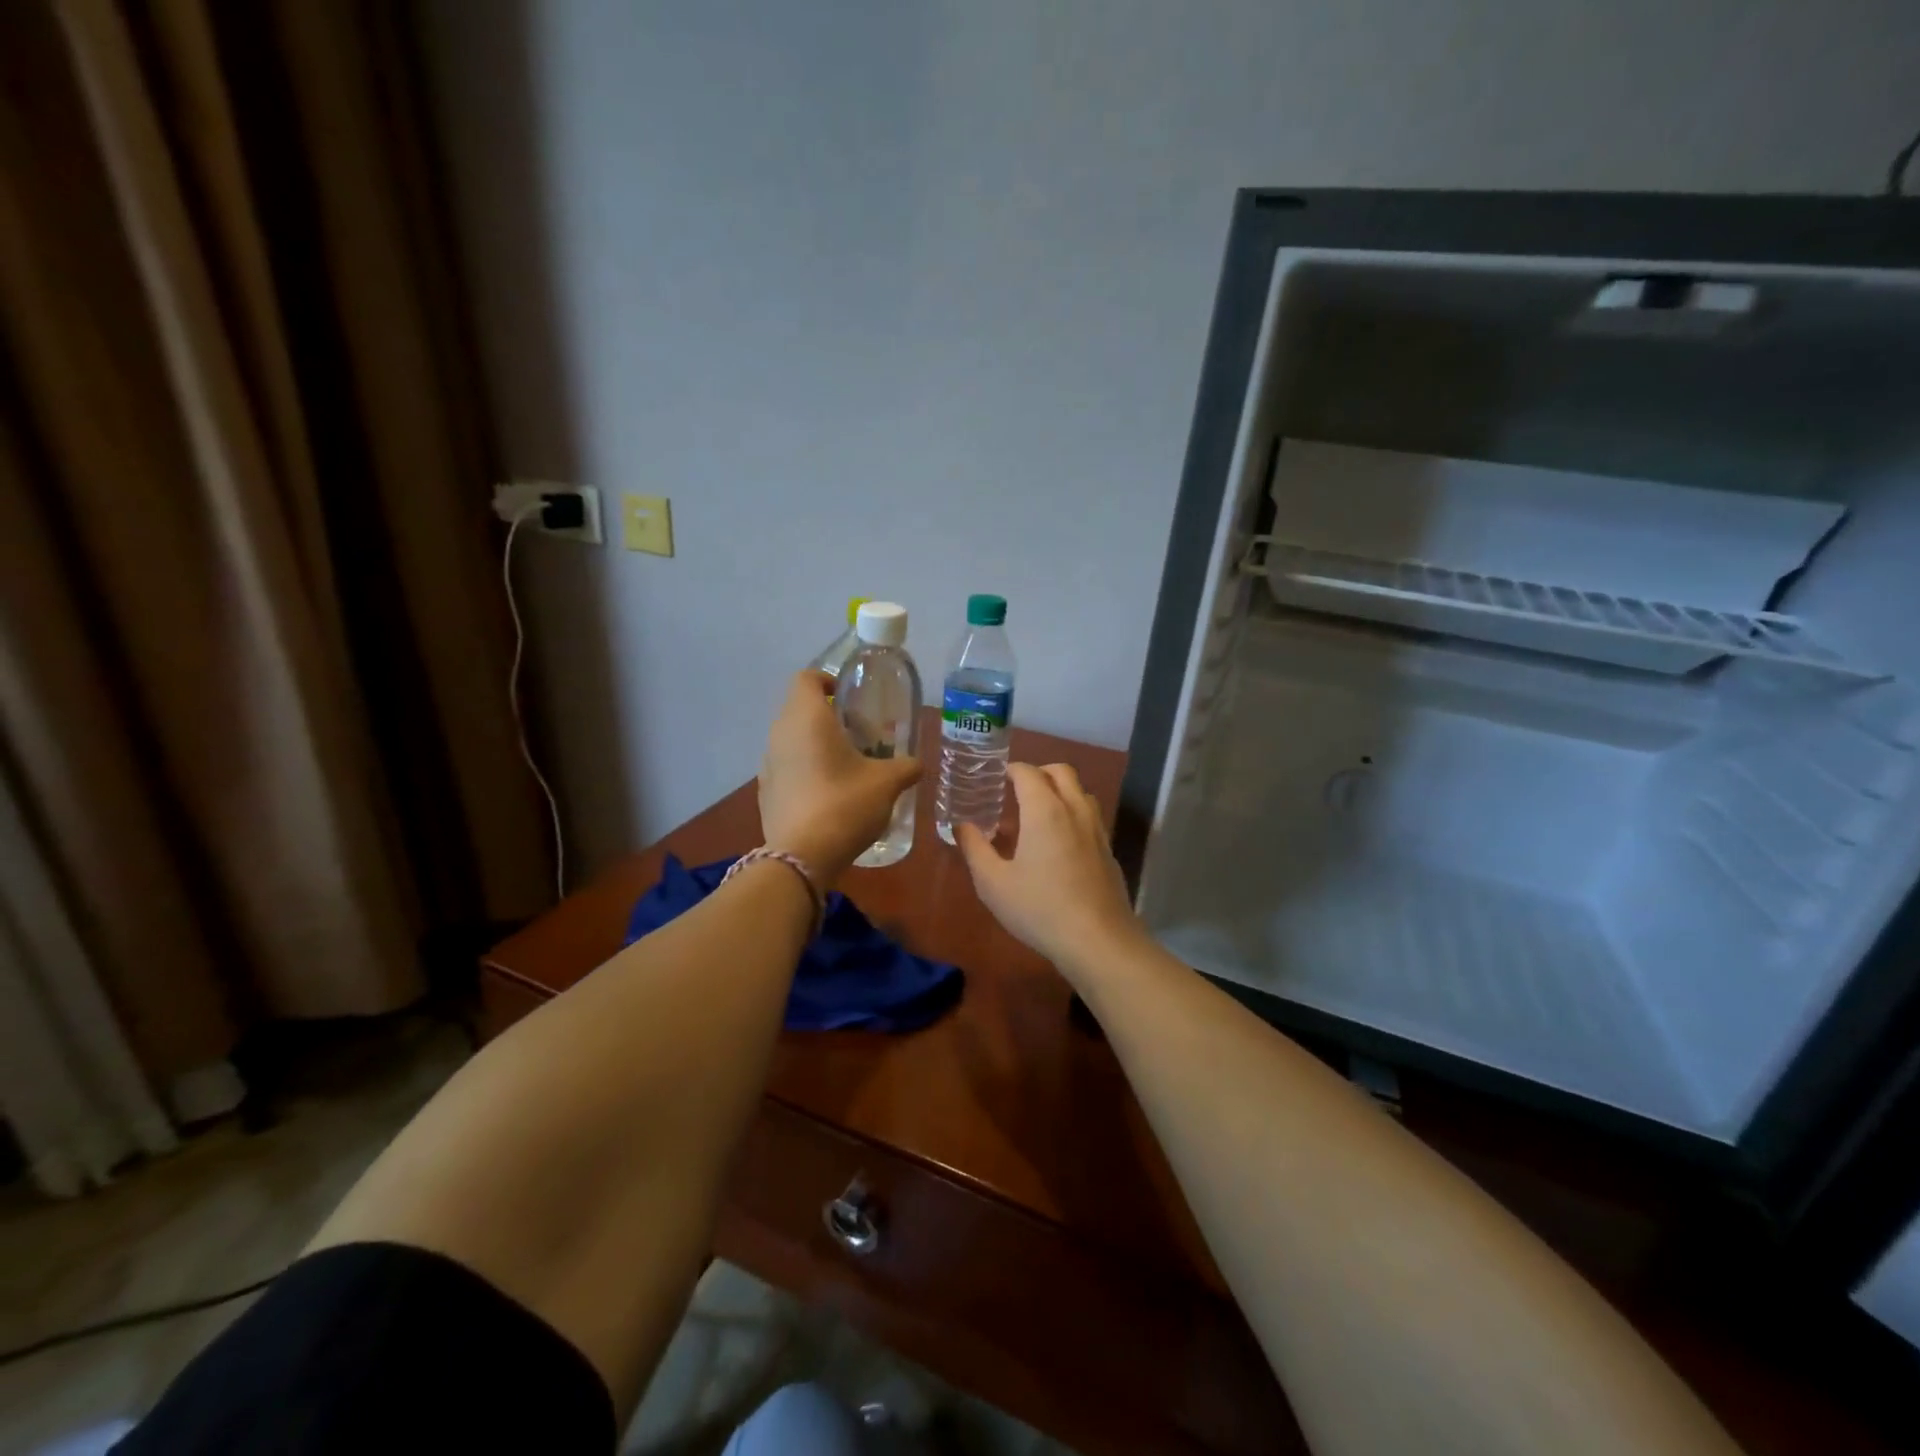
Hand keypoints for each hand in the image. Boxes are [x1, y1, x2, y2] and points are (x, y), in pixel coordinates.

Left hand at [759, 671, 921, 882]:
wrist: (801, 857)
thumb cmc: (845, 805)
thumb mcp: (887, 783)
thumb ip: (906, 767)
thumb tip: (917, 764)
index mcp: (806, 718)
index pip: (807, 678)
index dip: (828, 680)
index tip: (850, 697)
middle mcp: (780, 733)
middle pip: (800, 708)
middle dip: (828, 715)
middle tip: (859, 734)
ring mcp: (767, 764)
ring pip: (792, 739)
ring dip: (815, 744)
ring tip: (846, 766)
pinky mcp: (765, 792)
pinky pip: (786, 768)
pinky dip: (805, 770)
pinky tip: (828, 795)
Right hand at [957, 762, 1145, 976]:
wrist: (1097, 940)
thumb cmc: (1039, 908)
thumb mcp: (993, 883)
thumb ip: (975, 848)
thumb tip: (961, 825)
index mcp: (1045, 810)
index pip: (1028, 772)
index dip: (1011, 770)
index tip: (996, 778)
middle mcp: (1075, 810)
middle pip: (1061, 772)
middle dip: (1038, 773)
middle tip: (1017, 790)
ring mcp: (1097, 830)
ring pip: (1080, 792)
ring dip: (1059, 791)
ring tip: (1038, 814)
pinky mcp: (1108, 851)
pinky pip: (1090, 817)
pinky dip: (1073, 814)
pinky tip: (1058, 844)